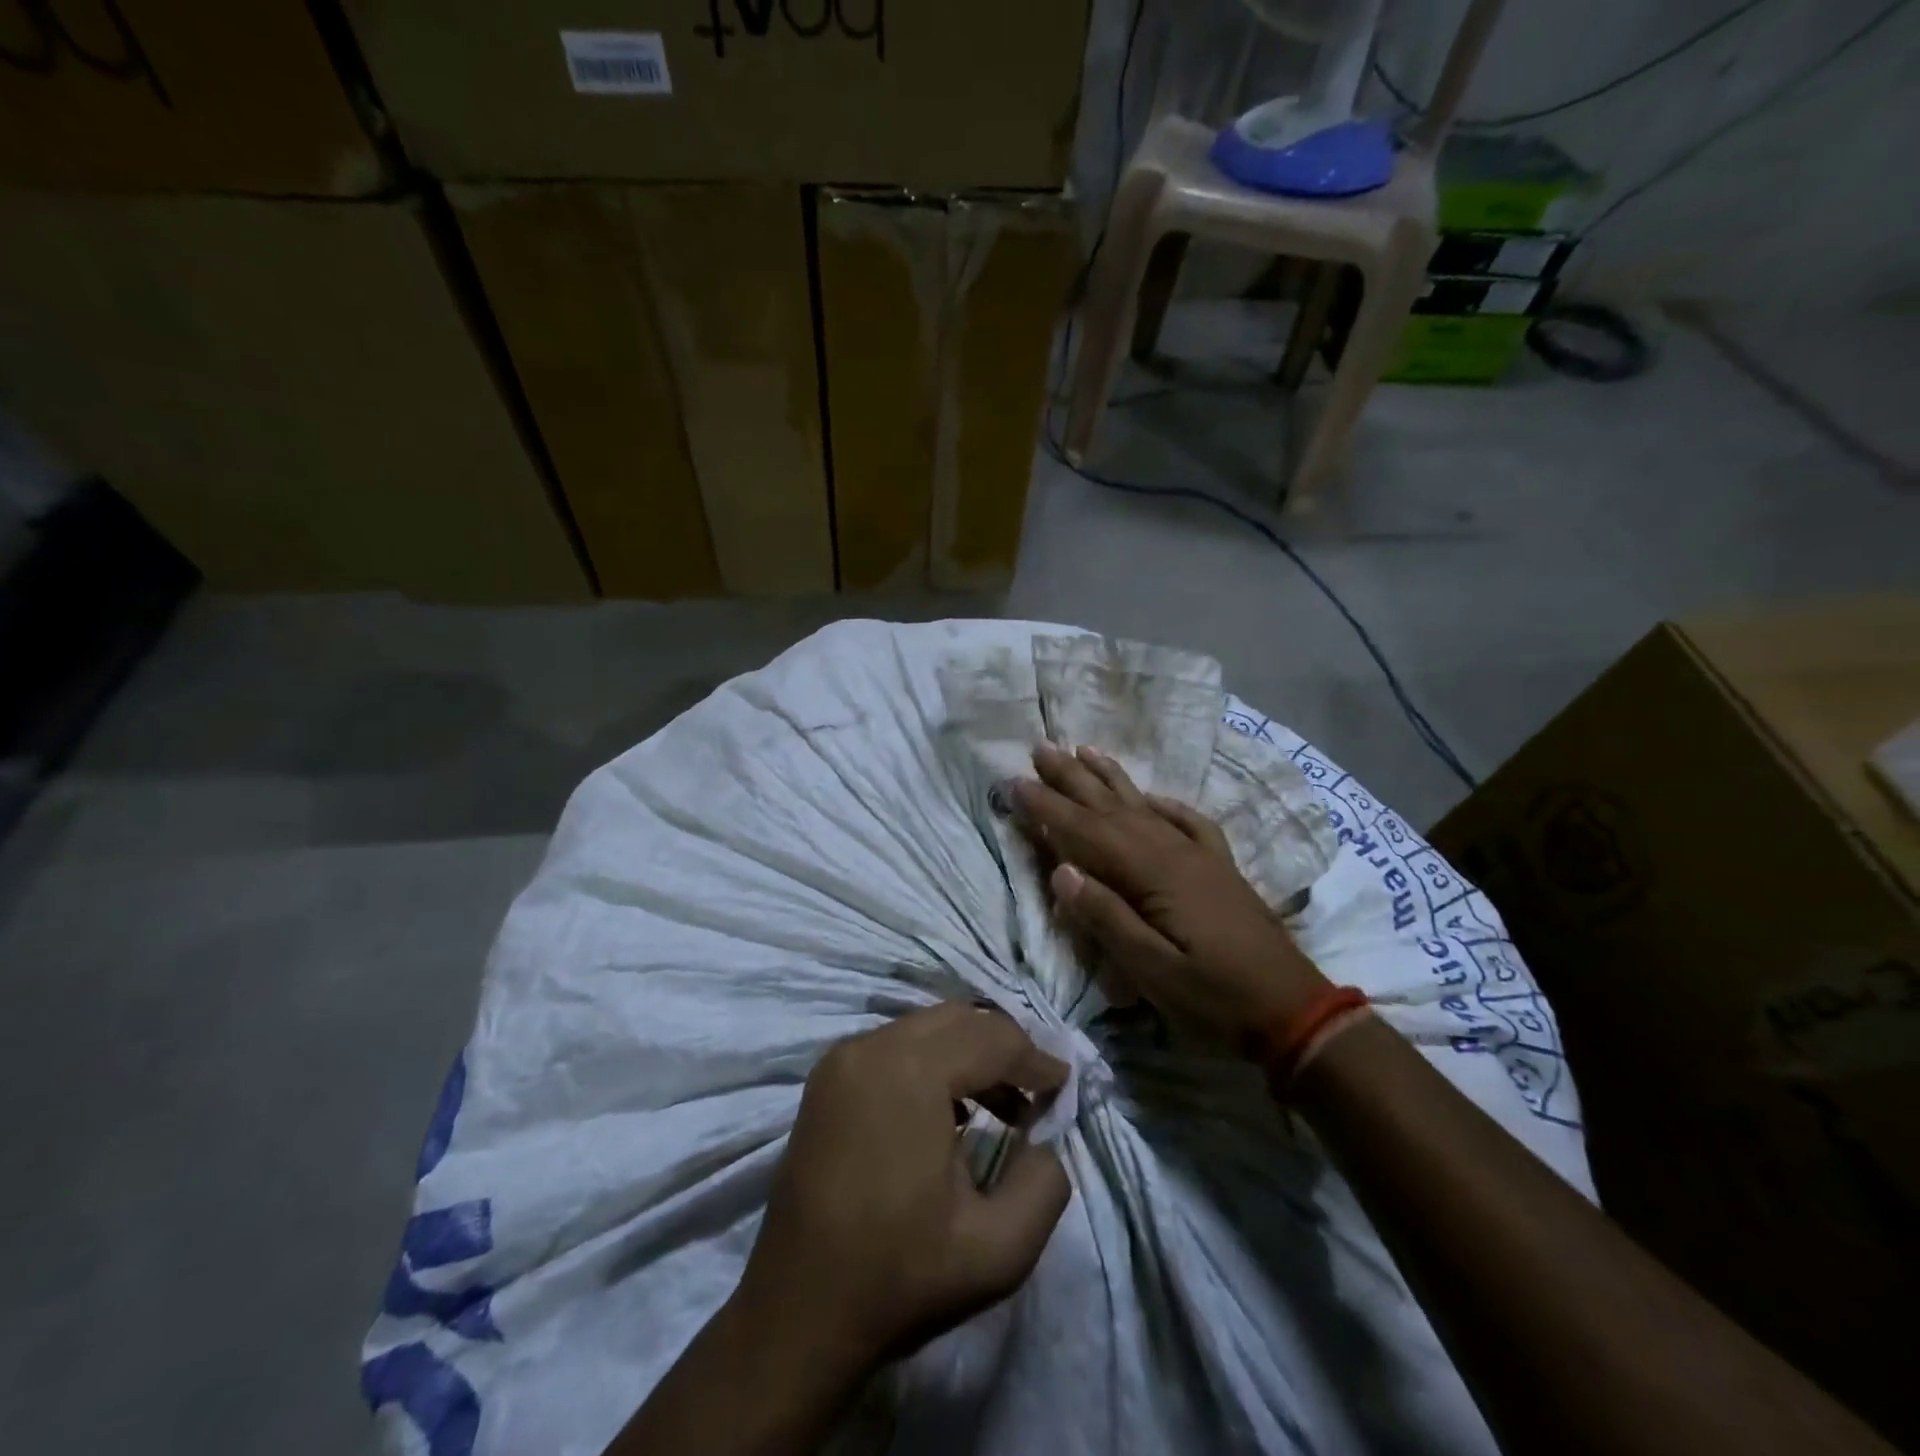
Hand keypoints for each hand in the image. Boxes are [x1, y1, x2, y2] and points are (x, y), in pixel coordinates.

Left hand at [733, 1003, 1071, 1377]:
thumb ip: (1045, 1185)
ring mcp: (842, 1058)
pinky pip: (895, 1045)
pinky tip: (951, 1110)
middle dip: (1005, 1047)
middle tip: (1036, 1090)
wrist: (797, 1315)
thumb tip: (1045, 1140)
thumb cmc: (898, 1278)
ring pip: (926, 1028)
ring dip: (969, 1053)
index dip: (1035, 1058)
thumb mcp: (998, 1251)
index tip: (1064, 1085)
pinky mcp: (827, 1077)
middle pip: (959, 1020)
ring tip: (1002, 1105)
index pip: (991, 1039)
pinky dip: (933, 1061)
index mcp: (909, 1072)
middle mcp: (872, 1047)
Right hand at [1009, 742, 1329, 1039]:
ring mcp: (1200, 856)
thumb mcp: (1153, 971)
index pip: (1087, 832)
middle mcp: (1173, 852)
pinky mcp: (1219, 867)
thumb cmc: (1215, 997)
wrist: (1294, 1009)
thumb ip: (1106, 918)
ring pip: (1144, 806)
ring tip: (1084, 749)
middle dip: (1072, 778)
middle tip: (1040, 747)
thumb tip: (1060, 871)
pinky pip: (1187, 821)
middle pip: (1112, 807)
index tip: (1015, 781)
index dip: (1048, 807)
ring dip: (1111, 777)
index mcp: (1152, 874)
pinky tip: (1151, 795)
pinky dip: (1165, 804)